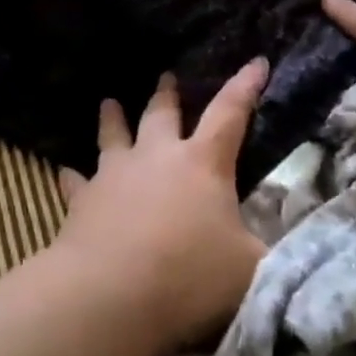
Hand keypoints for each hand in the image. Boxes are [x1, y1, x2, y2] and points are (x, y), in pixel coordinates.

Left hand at [53, 60, 269, 351]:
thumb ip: (268, 256)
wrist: (111, 294)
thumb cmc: (188, 276)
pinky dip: (73, 177)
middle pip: (162, 114)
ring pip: (115, 135)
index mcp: (203, 163)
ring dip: (113, 119)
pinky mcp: (84, 200)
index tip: (256, 61)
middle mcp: (158, 156)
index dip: (246, 86)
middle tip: (166, 76)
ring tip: (109, 103)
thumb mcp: (248, 270)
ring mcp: (116, 174)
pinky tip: (64, 171)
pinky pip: (77, 182)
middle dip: (167, 94)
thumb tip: (291, 251)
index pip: (231, 113)